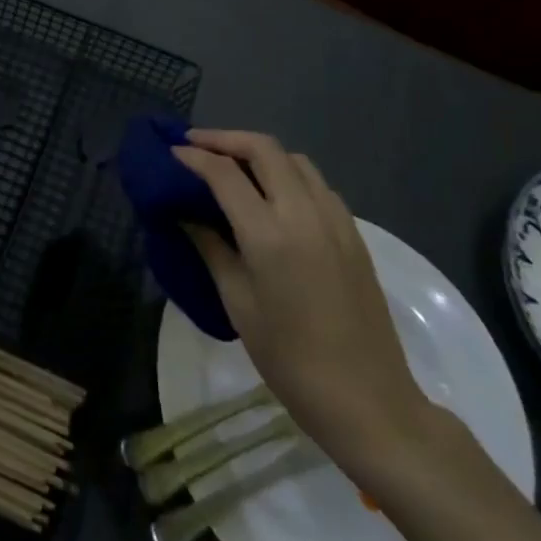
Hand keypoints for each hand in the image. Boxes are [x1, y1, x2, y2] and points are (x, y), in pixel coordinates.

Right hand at [174, 129, 432, 468]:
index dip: (194, 156)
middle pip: (264, 148)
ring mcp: (335, 220)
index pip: (224, 173)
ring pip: (295, 159)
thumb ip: (211, 248)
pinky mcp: (354, 234)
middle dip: (226, 139)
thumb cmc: (290, 360)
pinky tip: (274, 195)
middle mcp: (305, 214)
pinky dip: (289, 174)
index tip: (171, 152)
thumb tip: (185, 214)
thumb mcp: (238, 304)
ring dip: (260, 152)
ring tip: (232, 165)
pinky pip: (318, 184)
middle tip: (196, 145)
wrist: (368, 401)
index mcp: (269, 235)